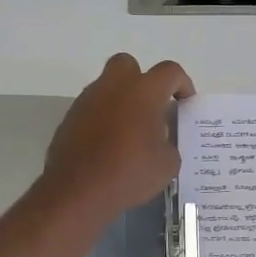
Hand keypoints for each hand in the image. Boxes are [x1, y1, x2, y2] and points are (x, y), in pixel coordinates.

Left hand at [39, 54, 195, 220]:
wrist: (77, 191)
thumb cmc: (129, 173)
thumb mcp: (167, 164)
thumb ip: (169, 143)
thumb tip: (160, 139)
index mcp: (143, 91)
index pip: (170, 72)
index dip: (183, 84)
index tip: (185, 104)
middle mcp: (113, 86)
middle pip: (129, 65)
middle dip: (143, 80)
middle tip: (151, 108)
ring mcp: (88, 100)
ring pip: (108, 86)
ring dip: (121, 100)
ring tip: (131, 131)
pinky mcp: (70, 118)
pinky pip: (93, 108)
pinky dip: (103, 118)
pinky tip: (109, 144)